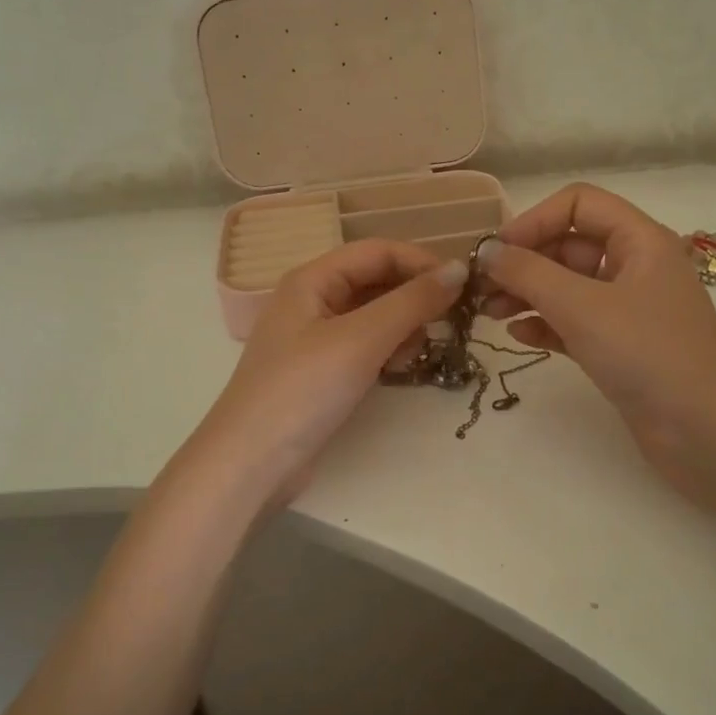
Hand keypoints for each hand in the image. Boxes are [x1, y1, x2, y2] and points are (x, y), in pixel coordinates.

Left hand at [195, 240, 467, 503]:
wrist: (252, 463)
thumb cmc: (304, 390)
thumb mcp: (361, 339)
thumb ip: (412, 302)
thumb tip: (461, 269)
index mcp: (312, 279)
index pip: (378, 251)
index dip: (421, 262)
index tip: (464, 286)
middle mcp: (313, 300)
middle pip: (376, 281)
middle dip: (415, 296)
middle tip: (452, 321)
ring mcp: (317, 338)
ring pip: (375, 315)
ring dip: (404, 325)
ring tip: (421, 351)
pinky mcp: (323, 371)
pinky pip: (367, 345)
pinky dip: (389, 350)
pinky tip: (400, 369)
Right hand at [478, 184, 715, 502]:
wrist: (706, 433)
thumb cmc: (647, 354)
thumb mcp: (582, 307)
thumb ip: (528, 274)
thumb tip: (486, 251)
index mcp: (640, 240)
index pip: (579, 204)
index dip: (534, 220)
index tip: (496, 252)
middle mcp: (636, 266)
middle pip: (569, 245)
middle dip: (524, 261)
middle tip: (480, 287)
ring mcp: (629, 309)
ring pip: (568, 286)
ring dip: (528, 294)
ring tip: (488, 313)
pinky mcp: (622, 346)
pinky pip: (575, 322)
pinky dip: (546, 324)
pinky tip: (518, 336)